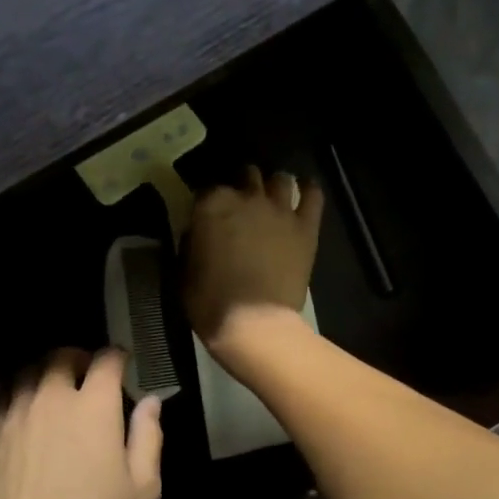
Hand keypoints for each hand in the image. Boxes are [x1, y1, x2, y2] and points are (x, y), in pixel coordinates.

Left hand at [0, 349, 162, 498]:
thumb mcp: (142, 491)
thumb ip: (148, 437)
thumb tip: (151, 401)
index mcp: (94, 407)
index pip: (106, 360)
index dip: (118, 357)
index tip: (123, 364)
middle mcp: (51, 399)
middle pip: (61, 356)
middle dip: (78, 358)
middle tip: (87, 376)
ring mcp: (14, 416)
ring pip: (27, 373)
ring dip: (45, 373)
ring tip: (54, 391)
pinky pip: (3, 398)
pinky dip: (18, 394)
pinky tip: (24, 414)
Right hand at [184, 166, 323, 352]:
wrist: (253, 323)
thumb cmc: (209, 301)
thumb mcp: (184, 269)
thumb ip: (191, 242)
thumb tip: (197, 232)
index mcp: (211, 204)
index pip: (206, 189)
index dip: (206, 202)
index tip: (206, 216)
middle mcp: (246, 197)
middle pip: (246, 176)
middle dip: (242, 186)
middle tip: (240, 205)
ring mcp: (279, 209)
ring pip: (280, 179)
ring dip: (274, 185)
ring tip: (272, 197)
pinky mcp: (305, 227)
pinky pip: (313, 195)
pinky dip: (309, 189)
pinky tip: (306, 190)